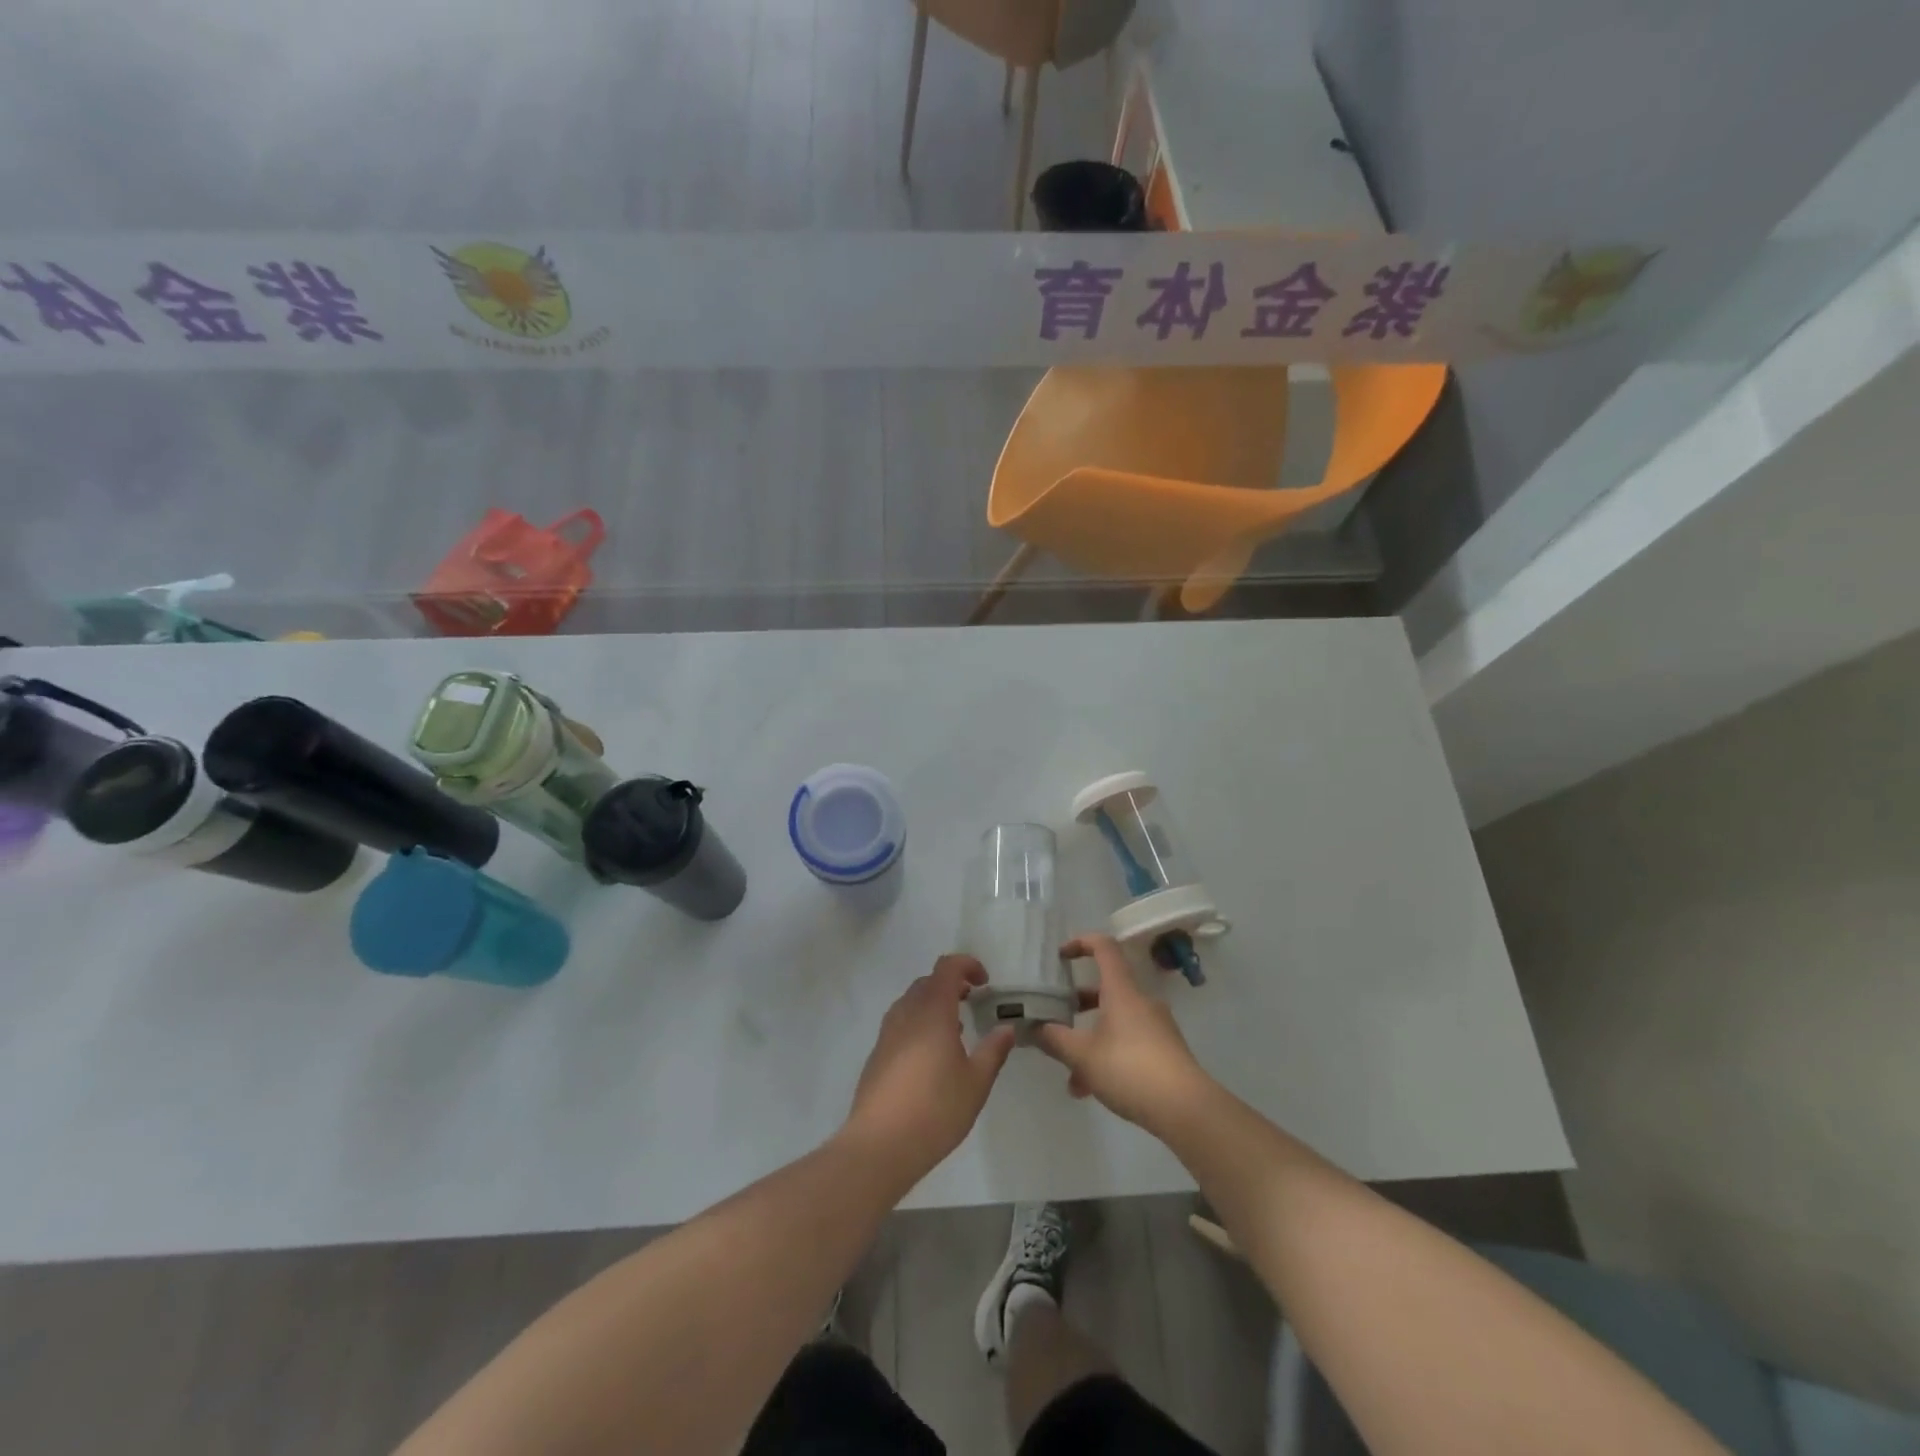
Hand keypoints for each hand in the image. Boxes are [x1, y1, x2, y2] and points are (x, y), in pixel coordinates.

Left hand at [843, 955, 1016, 1182]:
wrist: (879, 1145)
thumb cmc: (936, 1109)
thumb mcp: (976, 1082)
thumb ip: (993, 1050)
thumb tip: (1006, 1027)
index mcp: (932, 1010)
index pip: (947, 967)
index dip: (967, 965)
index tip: (985, 982)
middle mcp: (906, 1013)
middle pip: (928, 982)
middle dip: (951, 984)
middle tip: (973, 1002)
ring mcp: (887, 1033)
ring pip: (911, 1002)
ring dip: (934, 1004)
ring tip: (956, 1029)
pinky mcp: (877, 1054)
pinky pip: (901, 1023)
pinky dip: (919, 1024)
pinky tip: (931, 1056)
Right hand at [1035, 936, 1211, 1134]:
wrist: (1187, 1109)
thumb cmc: (1130, 1069)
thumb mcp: (1083, 1055)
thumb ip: (1055, 1039)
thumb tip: (1035, 1028)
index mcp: (1122, 991)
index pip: (1104, 948)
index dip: (1081, 942)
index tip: (1060, 955)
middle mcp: (1141, 1002)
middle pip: (1106, 989)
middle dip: (1078, 1005)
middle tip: (1057, 1020)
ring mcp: (1156, 1027)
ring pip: (1115, 1023)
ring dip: (1090, 1041)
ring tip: (1071, 1075)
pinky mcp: (1165, 1052)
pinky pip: (1128, 1044)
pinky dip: (1107, 1057)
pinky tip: (1092, 1090)